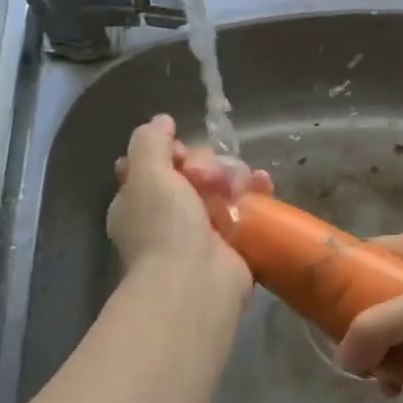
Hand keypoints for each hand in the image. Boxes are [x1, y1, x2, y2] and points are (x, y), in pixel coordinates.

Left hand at [107, 115, 270, 284]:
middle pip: (193, 170)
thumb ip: (150, 141)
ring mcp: (202, 229)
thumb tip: (162, 121)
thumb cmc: (164, 226)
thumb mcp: (146, 173)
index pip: (154, 164)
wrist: (195, 282)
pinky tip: (263, 184)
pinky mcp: (234, 241)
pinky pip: (246, 207)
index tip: (180, 154)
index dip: (170, 151)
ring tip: (237, 185)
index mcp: (139, 201)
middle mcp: (168, 214)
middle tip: (208, 177)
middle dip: (206, 165)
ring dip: (234, 175)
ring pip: (222, 185)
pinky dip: (256, 192)